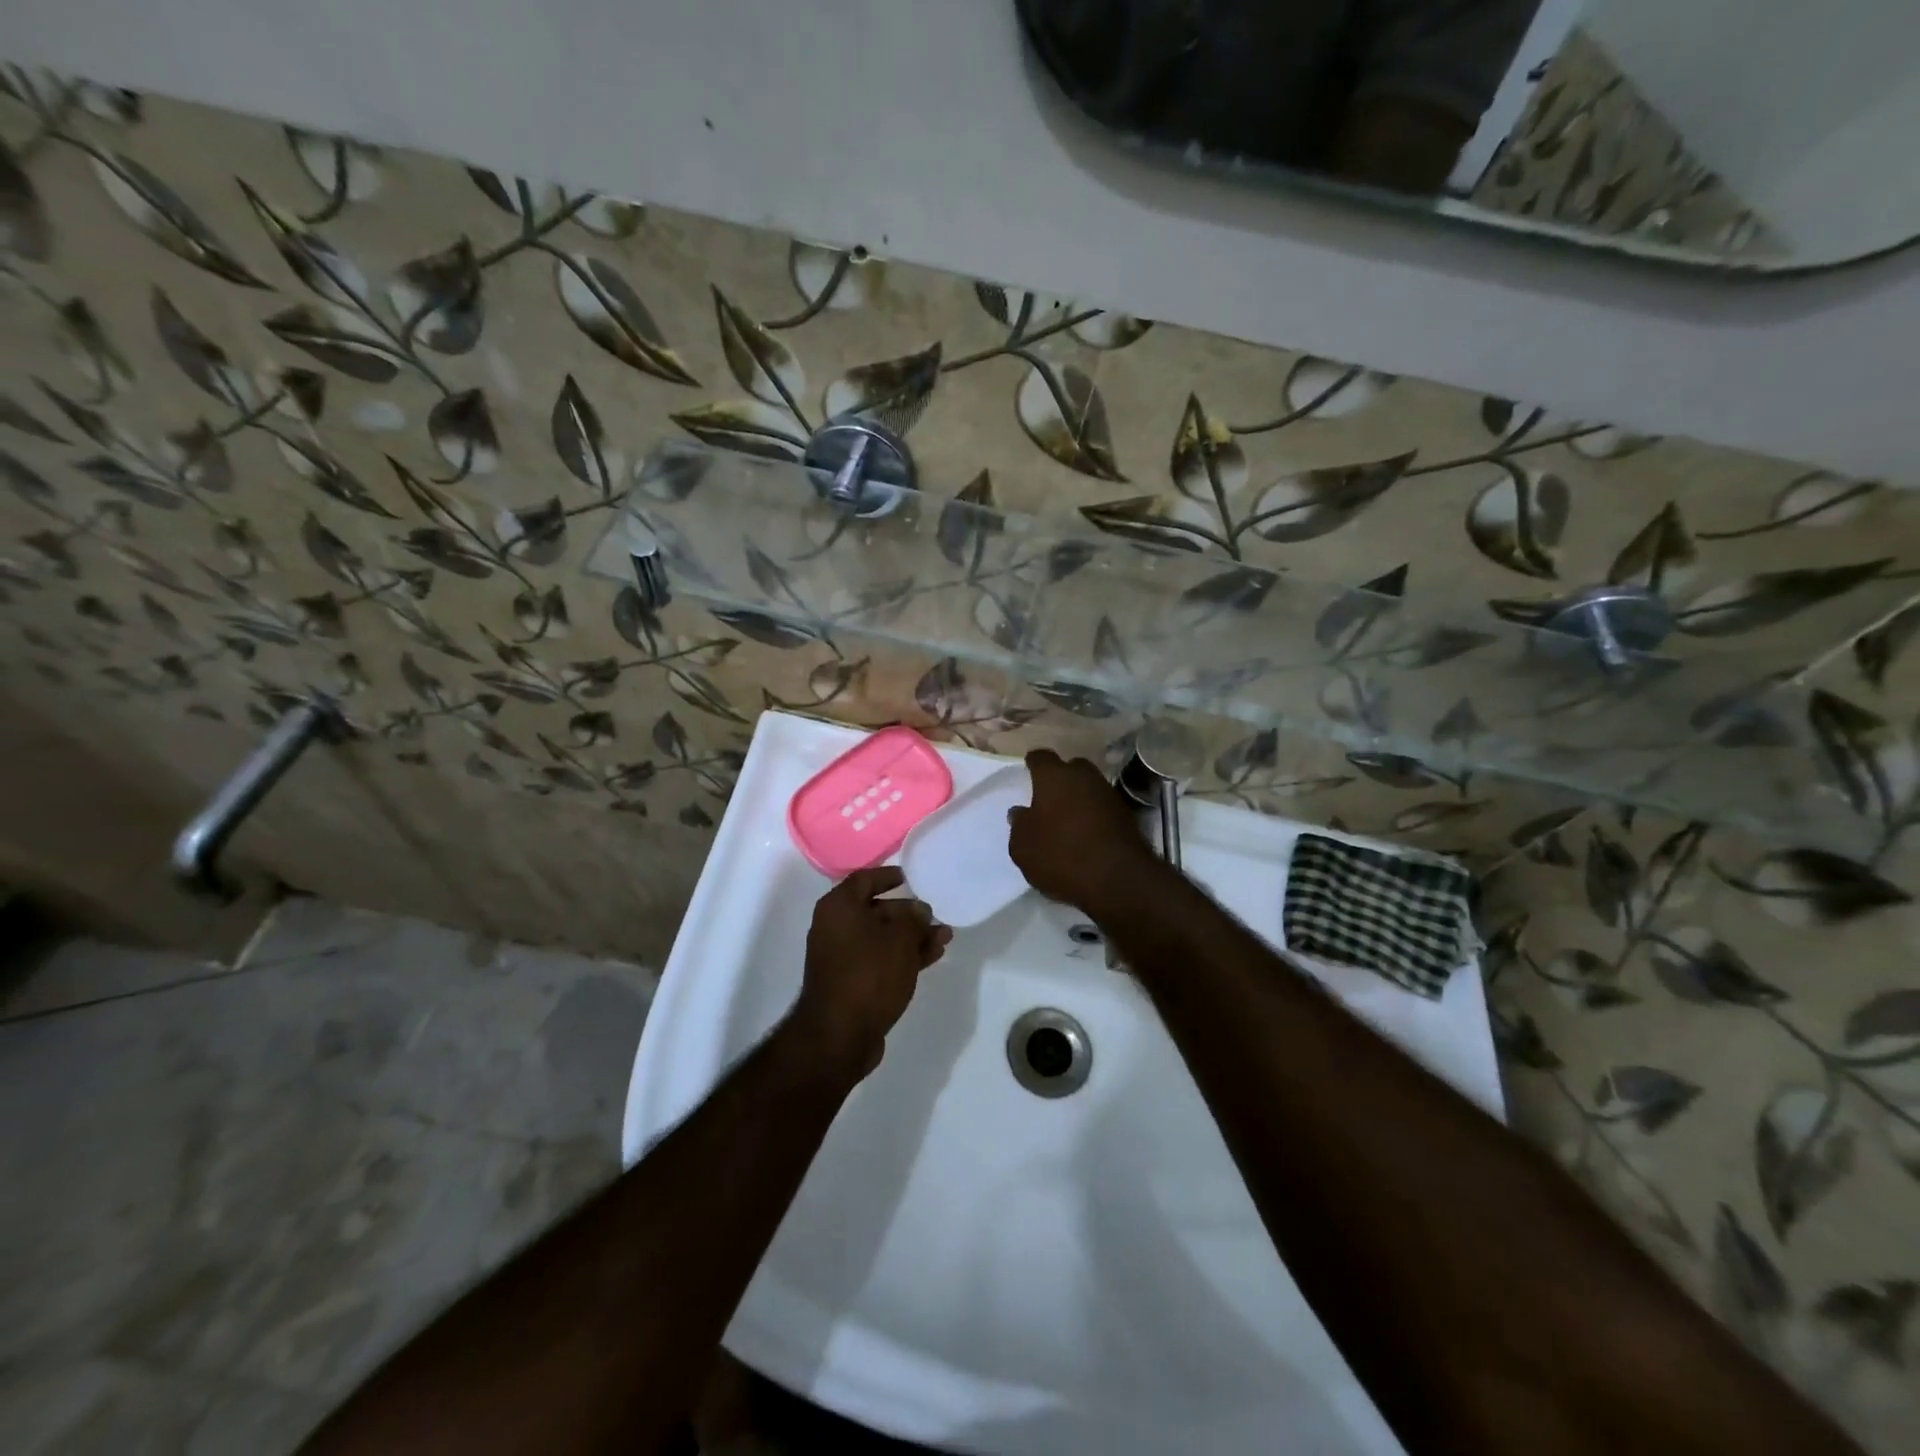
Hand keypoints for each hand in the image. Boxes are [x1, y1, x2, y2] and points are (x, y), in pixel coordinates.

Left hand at [792, 866, 951, 1077]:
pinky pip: (880, 959)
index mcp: (839, 907)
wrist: (839, 1035)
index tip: (910, 876)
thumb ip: (914, 918)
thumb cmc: (869, 974)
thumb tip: (918, 911)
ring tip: (944, 937)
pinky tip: (932, 956)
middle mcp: (835, 927)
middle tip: (936, 915)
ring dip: (912, 936)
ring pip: (882, 937)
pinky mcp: (851, 982)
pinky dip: (903, 956)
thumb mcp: (900, 939)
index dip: (888, 875)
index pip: (865, 879)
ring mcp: (841, 957)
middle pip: (875, 909)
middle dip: (908, 912)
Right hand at [1008, 749, 1157, 913]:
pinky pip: (1103, 808)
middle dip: (1060, 778)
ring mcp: (1109, 794)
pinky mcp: (1127, 816)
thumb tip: (1020, 812)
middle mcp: (1083, 777)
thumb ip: (1019, 825)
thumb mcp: (1023, 847)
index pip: (1041, 757)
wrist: (1118, 878)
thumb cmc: (1060, 855)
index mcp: (1053, 776)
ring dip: (1079, 798)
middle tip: (1048, 796)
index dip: (1033, 763)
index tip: (1028, 769)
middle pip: (1071, 768)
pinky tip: (1086, 834)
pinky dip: (1094, 815)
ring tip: (1067, 818)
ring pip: (1090, 787)